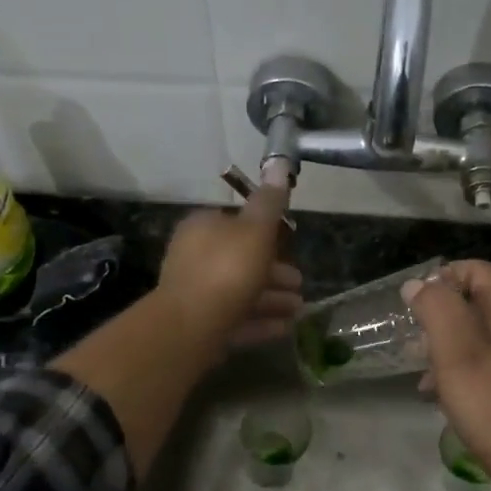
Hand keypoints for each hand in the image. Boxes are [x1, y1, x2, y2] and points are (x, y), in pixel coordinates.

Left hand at [156, 186, 302, 353]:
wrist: (191, 327)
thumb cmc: (226, 270)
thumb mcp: (255, 230)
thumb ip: (269, 202)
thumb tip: (278, 163)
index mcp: (203, 228)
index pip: (235, 223)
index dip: (265, 232)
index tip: (290, 244)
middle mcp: (195, 257)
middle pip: (241, 260)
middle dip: (274, 271)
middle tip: (300, 283)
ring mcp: (196, 294)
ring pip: (240, 291)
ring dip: (272, 298)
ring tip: (299, 309)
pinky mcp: (200, 326)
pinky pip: (236, 319)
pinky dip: (261, 321)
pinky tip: (286, 327)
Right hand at [401, 261, 490, 490]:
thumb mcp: (456, 352)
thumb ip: (436, 310)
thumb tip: (417, 284)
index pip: (477, 270)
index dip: (444, 275)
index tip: (414, 300)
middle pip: (473, 303)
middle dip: (438, 313)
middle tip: (410, 335)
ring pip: (472, 338)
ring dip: (441, 345)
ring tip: (415, 366)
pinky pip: (477, 368)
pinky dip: (453, 372)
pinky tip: (433, 395)